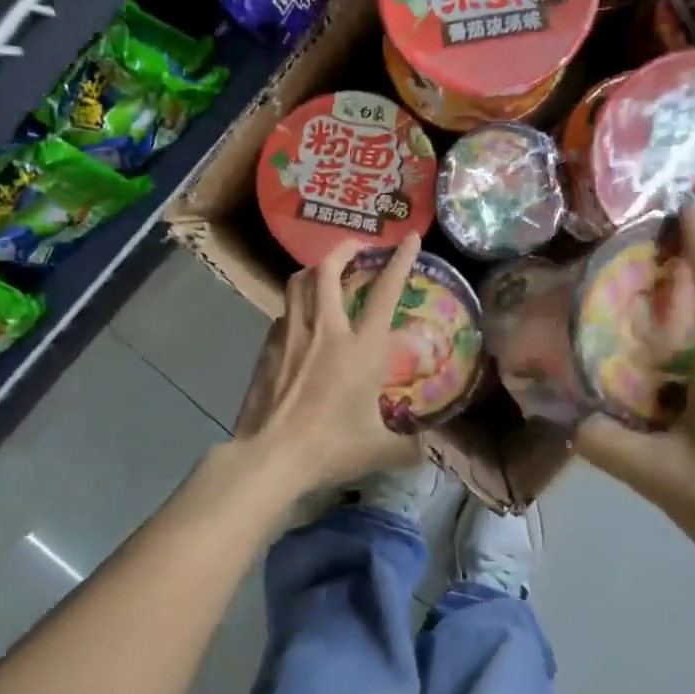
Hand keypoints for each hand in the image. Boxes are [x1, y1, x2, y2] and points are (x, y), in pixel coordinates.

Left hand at [231, 235, 423, 494]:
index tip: (409, 237)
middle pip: (329, 270)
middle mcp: (326, 330)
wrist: (272, 455)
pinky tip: (299, 320)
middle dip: (344, 249)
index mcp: (362, 348)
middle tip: (357, 247)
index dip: (400, 260)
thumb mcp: (379, 450)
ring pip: (298, 283)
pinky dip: (295, 306)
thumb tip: (426, 453)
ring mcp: (292, 335)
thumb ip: (408, 448)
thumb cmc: (332, 447)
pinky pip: (283, 313)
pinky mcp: (268, 349)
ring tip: (325, 272)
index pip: (385, 292)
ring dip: (315, 270)